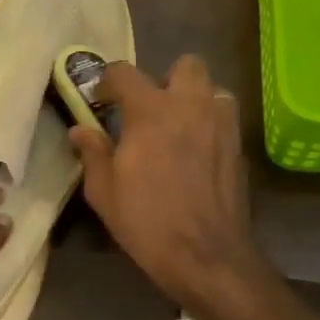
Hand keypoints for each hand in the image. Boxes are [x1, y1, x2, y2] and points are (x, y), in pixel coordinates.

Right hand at [70, 56, 265, 310]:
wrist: (206, 254)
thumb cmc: (147, 221)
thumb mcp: (104, 191)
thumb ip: (92, 152)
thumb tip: (80, 129)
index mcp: (152, 110)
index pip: (125, 72)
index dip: (108, 81)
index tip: (100, 100)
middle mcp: (191, 105)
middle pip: (185, 65)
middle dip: (165, 79)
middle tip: (149, 110)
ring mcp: (221, 123)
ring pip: (212, 88)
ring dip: (194, 98)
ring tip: (178, 127)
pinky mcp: (238, 145)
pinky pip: (224, 117)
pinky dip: (209, 123)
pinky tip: (196, 152)